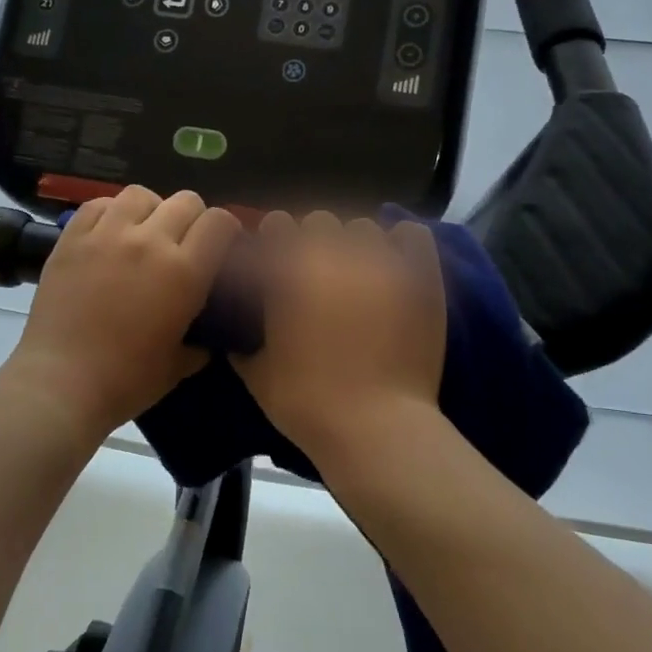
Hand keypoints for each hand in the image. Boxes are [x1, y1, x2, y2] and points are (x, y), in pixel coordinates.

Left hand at [1, 186, 240, 438]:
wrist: (62, 383)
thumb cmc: (126, 381)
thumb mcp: (179, 365)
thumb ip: (201, 342)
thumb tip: (208, 335)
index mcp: (184, 272)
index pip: (219, 222)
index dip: (226, 230)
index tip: (222, 245)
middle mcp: (149, 241)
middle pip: (185, 201)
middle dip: (193, 218)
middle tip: (183, 243)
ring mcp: (106, 234)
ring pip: (140, 194)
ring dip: (151, 210)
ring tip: (143, 232)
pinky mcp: (72, 238)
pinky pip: (98, 204)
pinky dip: (110, 212)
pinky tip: (109, 232)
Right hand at [231, 211, 446, 466]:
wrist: (376, 430)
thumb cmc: (308, 404)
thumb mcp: (256, 375)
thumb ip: (239, 340)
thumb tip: (232, 327)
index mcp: (288, 272)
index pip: (277, 225)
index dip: (275, 241)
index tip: (276, 262)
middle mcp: (332, 255)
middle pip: (319, 221)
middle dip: (314, 242)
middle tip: (317, 274)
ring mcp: (380, 263)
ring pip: (364, 228)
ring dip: (355, 246)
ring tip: (358, 273)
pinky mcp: (419, 277)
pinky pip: (412, 235)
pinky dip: (402, 245)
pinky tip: (394, 265)